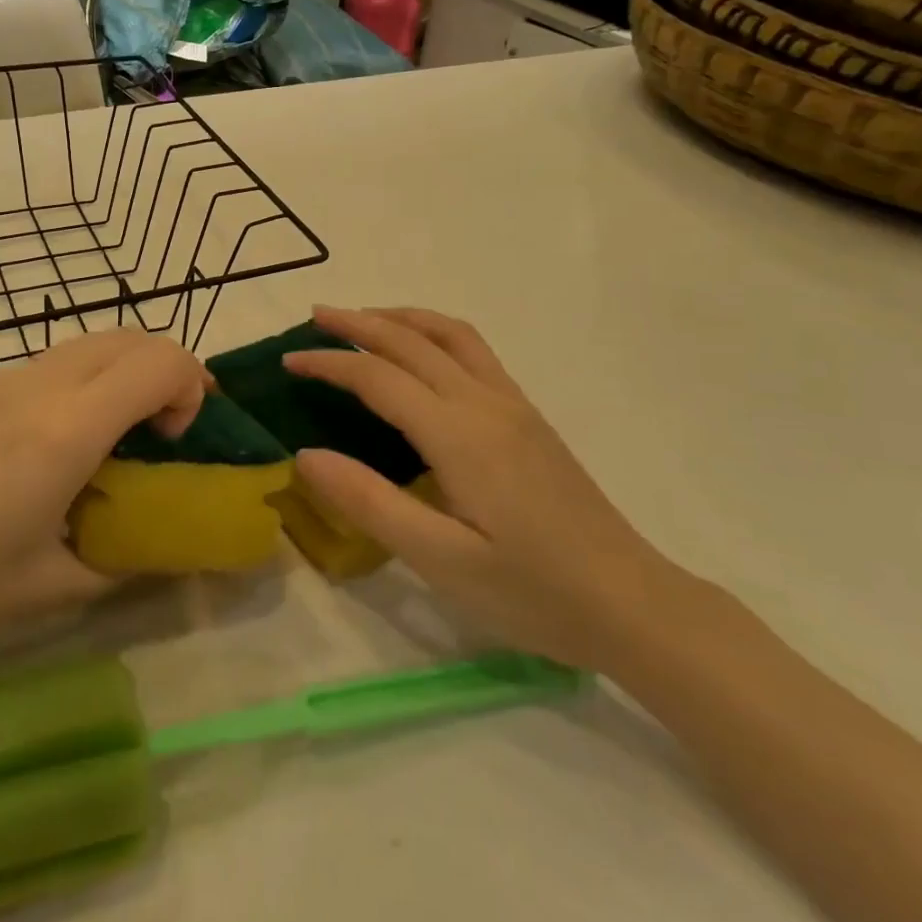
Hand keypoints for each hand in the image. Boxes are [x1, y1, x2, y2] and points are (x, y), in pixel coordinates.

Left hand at [0, 330, 208, 680]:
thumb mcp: (47, 587)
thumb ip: (116, 561)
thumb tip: (148, 547)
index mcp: (66, 428)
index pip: (161, 361)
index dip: (191, 387)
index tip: (174, 441)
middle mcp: (37, 386)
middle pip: (129, 336)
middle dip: (164, 371)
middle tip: (162, 431)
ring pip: (85, 344)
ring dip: (119, 373)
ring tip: (109, 438)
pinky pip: (46, 364)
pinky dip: (79, 382)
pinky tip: (47, 446)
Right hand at [286, 306, 673, 671]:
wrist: (633, 604)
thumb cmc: (533, 591)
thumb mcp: (440, 560)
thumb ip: (369, 502)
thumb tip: (305, 454)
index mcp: (458, 434)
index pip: (378, 378)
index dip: (329, 363)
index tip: (288, 360)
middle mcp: (484, 403)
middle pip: (412, 340)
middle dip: (359, 322)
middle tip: (314, 317)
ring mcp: (513, 405)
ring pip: (450, 334)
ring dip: (401, 317)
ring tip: (364, 319)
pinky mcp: (529, 417)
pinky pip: (474, 351)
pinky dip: (433, 333)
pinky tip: (423, 354)